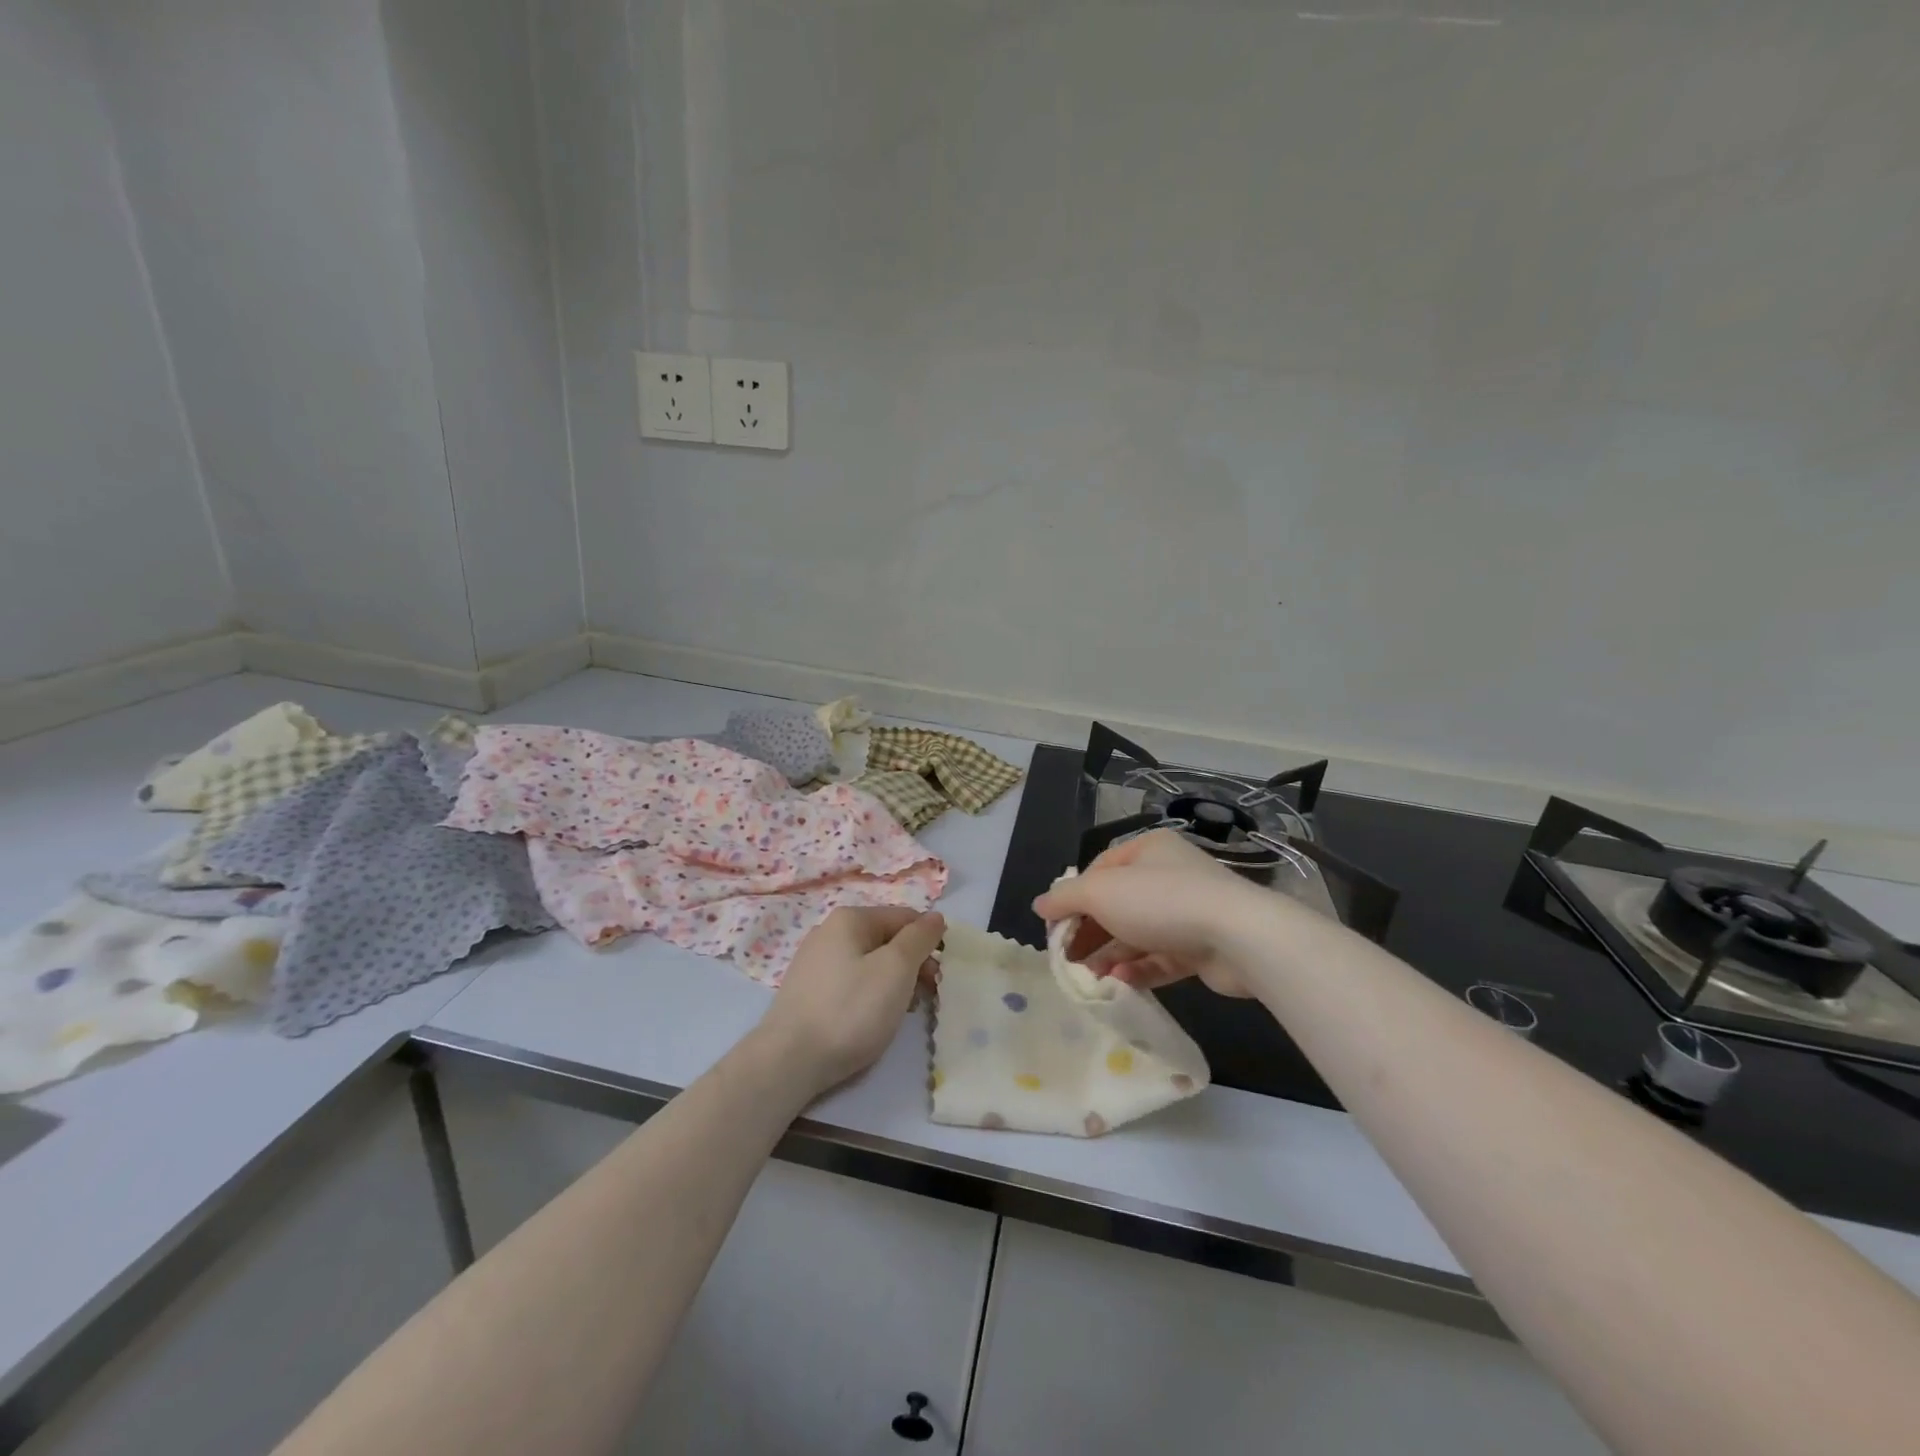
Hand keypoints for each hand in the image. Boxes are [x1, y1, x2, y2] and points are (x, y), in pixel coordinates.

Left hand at [756, 906, 946, 1096]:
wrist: (788, 1061)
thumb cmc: (850, 1010)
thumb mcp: (896, 968)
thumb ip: (919, 938)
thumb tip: (935, 917)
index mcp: (850, 919)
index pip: (905, 918)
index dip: (928, 943)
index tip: (939, 978)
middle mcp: (829, 932)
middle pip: (887, 940)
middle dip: (912, 966)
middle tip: (925, 998)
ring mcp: (814, 962)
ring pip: (869, 964)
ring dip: (893, 984)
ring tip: (898, 1014)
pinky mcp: (807, 991)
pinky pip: (850, 983)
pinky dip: (868, 996)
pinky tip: (870, 1021)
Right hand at [1033, 831, 1267, 997]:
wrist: (1238, 936)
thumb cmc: (1161, 900)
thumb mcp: (1101, 892)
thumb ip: (1066, 897)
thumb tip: (1039, 905)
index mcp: (1147, 849)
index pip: (1099, 870)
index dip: (1073, 897)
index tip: (1055, 926)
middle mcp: (1169, 875)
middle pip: (1117, 904)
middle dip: (1090, 932)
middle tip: (1068, 958)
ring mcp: (1188, 912)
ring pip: (1138, 934)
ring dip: (1110, 955)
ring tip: (1089, 978)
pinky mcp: (1202, 947)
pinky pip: (1161, 958)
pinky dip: (1137, 970)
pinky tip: (1118, 984)